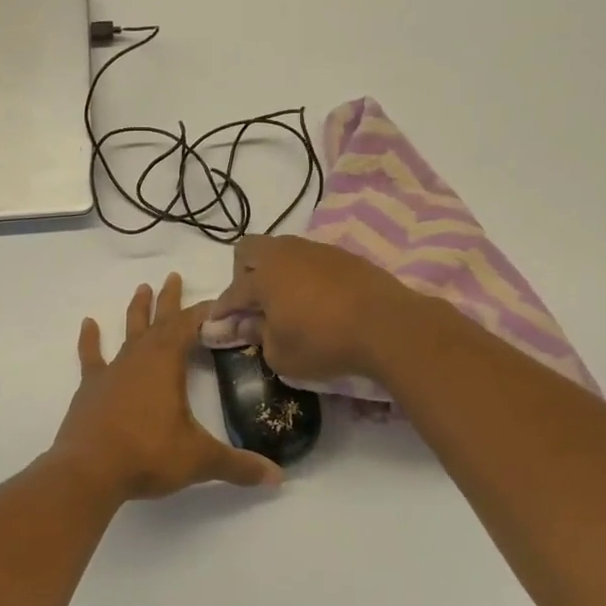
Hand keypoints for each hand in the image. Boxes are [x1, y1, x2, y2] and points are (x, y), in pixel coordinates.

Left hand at [50, 273, 284, 502]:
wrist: (89, 471)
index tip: (220, 301)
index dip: (206, 312)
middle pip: (159, 321)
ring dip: (137, 310)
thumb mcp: (200, 460)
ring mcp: (112, 371)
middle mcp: (140, 358)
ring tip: (142, 288)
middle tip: (174, 275)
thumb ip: (239, 465)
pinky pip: (91, 357)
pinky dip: (90, 340)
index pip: (190, 326)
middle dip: (170, 300)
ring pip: (128, 332)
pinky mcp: (91, 388)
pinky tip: (88, 323)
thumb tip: (278, 477)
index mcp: (167, 364)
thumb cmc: (148, 455)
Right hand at [210, 234, 423, 383]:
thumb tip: (249, 324)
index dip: (222, 310)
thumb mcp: (281, 355)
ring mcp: (316, 250)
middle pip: (249, 250)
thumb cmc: (325, 343)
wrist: (388, 326)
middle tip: (253, 303)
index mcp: (264, 276)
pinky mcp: (343, 256)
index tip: (218, 324)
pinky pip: (310, 259)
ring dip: (276, 272)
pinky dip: (304, 275)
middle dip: (242, 274)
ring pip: (282, 251)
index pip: (233, 292)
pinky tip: (317, 299)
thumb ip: (259, 337)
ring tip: (287, 301)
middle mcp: (285, 254)